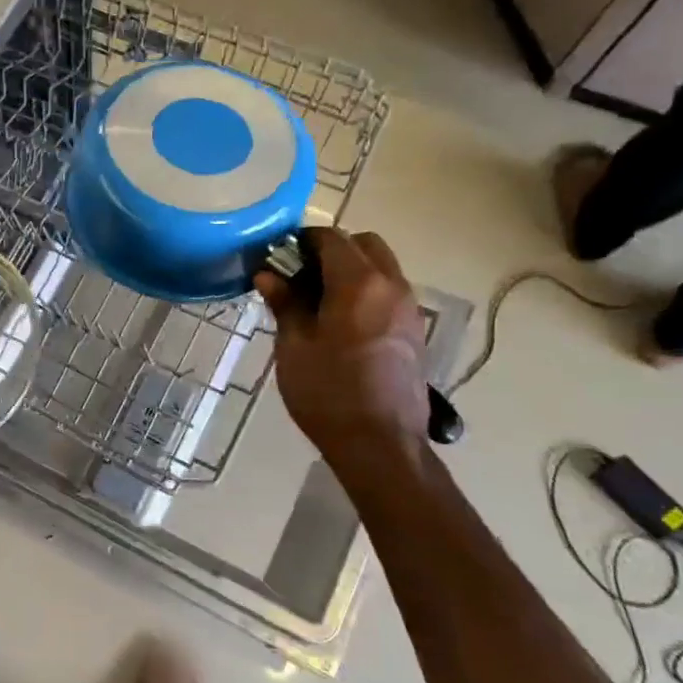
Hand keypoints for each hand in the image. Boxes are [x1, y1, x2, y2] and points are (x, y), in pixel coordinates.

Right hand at [253, 227, 429, 457]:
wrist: (379, 443)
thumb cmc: (327, 391)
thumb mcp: (294, 345)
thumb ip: (284, 303)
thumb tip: (268, 275)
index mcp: (359, 283)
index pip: (331, 238)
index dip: (301, 240)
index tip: (277, 256)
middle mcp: (392, 286)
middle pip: (364, 245)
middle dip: (332, 250)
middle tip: (299, 276)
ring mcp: (409, 308)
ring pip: (381, 268)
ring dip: (350, 271)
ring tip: (316, 301)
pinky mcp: (414, 331)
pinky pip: (389, 293)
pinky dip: (365, 292)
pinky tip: (339, 323)